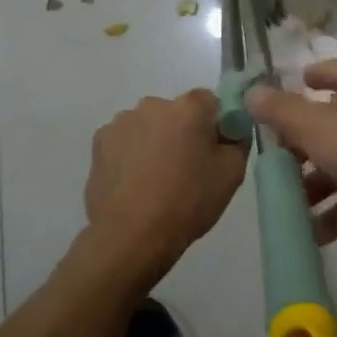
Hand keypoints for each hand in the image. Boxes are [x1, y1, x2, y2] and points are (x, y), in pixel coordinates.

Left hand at [81, 89, 246, 286]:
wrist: (131, 235)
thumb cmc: (188, 201)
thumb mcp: (232, 174)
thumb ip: (237, 141)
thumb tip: (229, 131)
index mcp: (188, 107)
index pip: (210, 101)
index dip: (214, 124)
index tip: (213, 151)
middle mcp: (153, 104)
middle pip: (176, 112)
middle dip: (182, 132)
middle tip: (185, 168)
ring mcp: (122, 121)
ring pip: (148, 126)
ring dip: (154, 141)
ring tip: (155, 179)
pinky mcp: (99, 142)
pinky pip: (124, 140)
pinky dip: (130, 154)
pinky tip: (133, 183)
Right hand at [245, 58, 336, 260]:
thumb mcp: (314, 126)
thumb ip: (279, 111)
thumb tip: (251, 92)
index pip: (329, 70)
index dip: (304, 82)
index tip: (278, 101)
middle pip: (334, 120)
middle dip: (303, 145)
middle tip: (274, 164)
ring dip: (318, 183)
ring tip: (288, 206)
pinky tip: (315, 232)